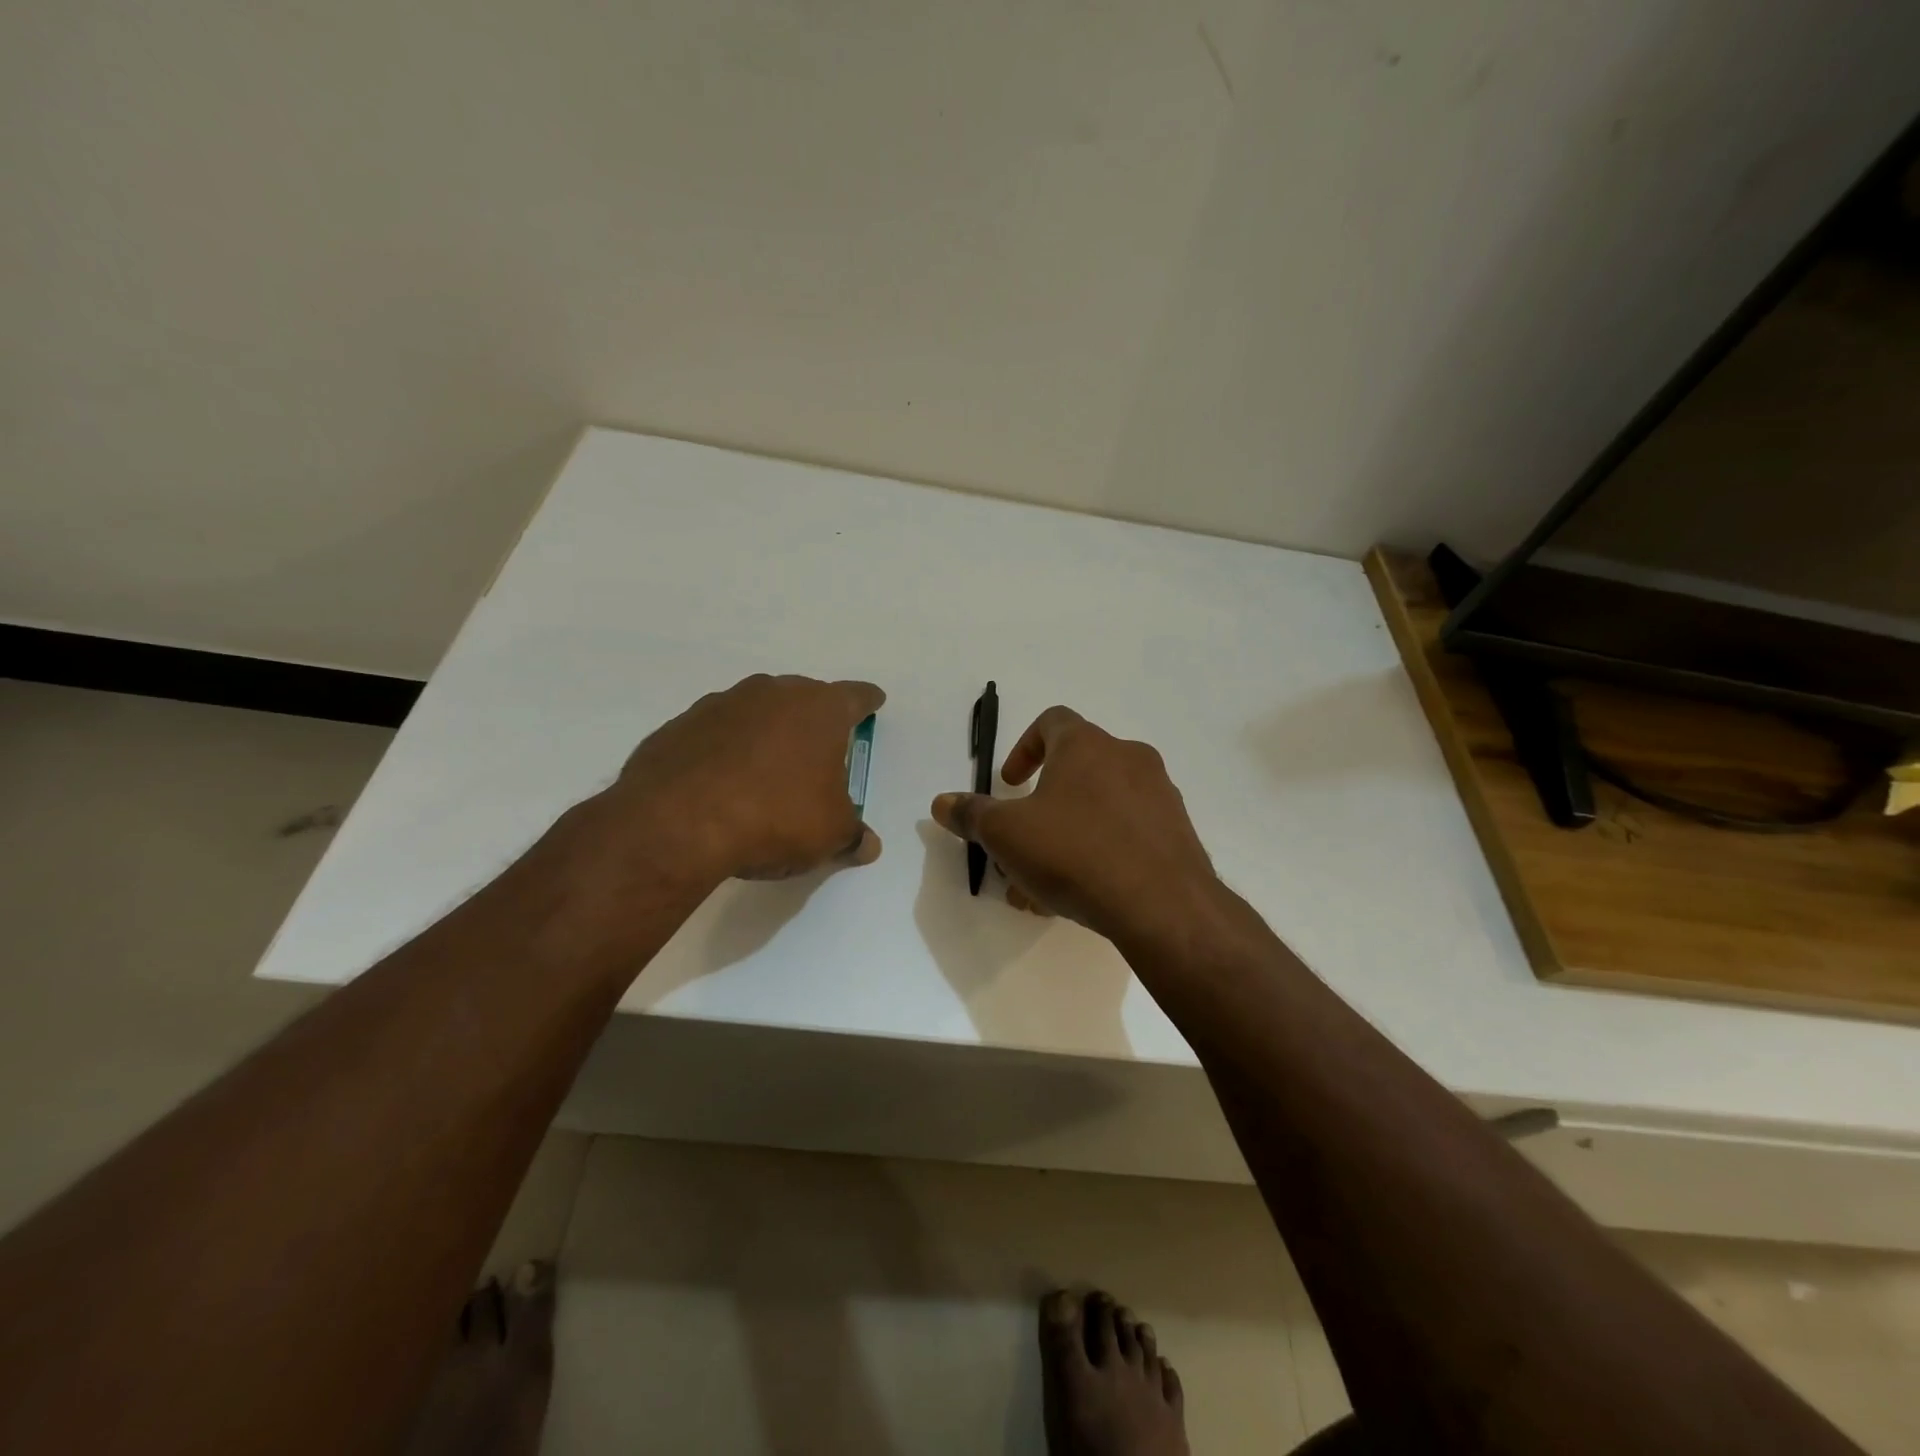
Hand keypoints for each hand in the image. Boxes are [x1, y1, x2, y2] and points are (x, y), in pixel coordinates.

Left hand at [601, 673, 884, 883]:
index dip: (867, 701)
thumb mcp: (829, 835)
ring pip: (757, 709)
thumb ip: (853, 835)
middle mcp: (772, 694)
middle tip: (820, 745)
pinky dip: (726, 747)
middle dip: (814, 717)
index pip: (855, 696)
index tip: (873, 702)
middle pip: (804, 696)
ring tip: (769, 765)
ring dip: (767, 729)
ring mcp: (722, 705)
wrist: (677, 823)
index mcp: (819, 710)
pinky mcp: (681, 725)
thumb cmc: (775, 818)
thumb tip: (868, 845)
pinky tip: (723, 779)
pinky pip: (716, 731)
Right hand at [931, 706, 1217, 946]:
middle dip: (1041, 808)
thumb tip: (942, 802)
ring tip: (1043, 885)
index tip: (1010, 785)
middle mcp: (1128, 758)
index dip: (1024, 748)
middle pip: (1075, 771)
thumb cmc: (1075, 852)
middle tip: (1021, 844)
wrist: (1163, 905)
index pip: (1051, 722)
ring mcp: (1159, 795)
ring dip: (1067, 836)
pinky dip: (1100, 853)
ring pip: (1100, 809)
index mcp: (1087, 745)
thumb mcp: (1007, 834)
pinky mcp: (1177, 833)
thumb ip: (972, 814)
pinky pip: (1128, 834)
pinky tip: (1081, 894)